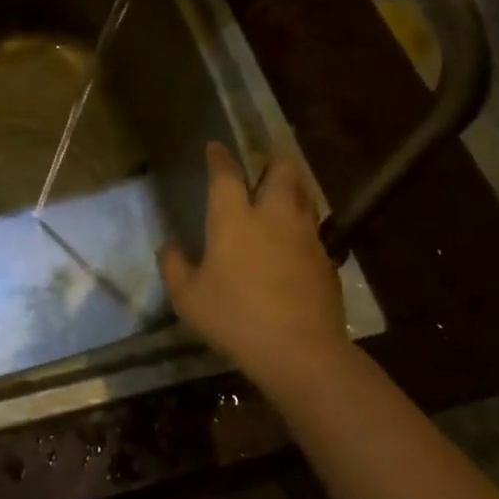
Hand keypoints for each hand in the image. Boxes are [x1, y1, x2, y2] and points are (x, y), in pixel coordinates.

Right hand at [159, 142, 349, 399]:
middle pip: (282, 171)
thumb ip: (174, 267)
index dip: (219, 157)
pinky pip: (315, 230)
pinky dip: (304, 226)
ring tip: (283, 192)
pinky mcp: (327, 260)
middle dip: (273, 160)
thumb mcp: (187, 298)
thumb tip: (170, 247)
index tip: (215, 146)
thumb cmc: (235, 318)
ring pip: (305, 196)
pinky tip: (296, 242)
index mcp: (235, 219)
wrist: (301, 352)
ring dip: (293, 188)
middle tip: (265, 160)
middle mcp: (273, 216)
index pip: (226, 175)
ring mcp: (306, 236)